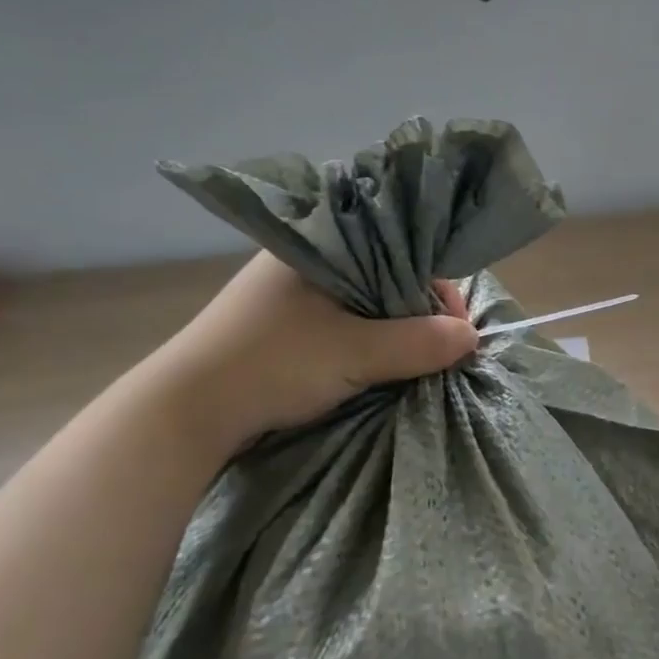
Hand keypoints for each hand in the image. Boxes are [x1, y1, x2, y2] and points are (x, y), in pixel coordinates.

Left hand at [144, 253, 478, 446]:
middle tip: (441, 347)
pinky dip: (372, 340)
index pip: (398, 246)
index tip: (454, 323)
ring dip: (396, 328)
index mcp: (319, 245)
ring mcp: (293, 295)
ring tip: (418, 358)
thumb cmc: (271, 365)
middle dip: (419, 310)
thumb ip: (418, 342)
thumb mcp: (354, 353)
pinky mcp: (287, 327)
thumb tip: (473, 338)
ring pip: (367, 301)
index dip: (434, 283)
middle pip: (386, 274)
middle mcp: (307, 260)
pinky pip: (347, 322)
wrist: (185, 413)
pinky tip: (385, 361)